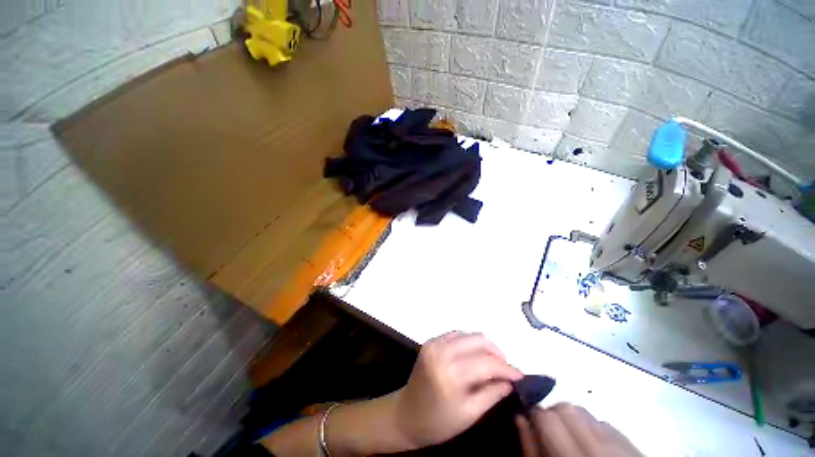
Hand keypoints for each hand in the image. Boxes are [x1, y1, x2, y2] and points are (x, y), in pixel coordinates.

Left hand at [390, 331, 523, 448]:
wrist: (406, 414)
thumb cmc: (438, 422)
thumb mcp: (469, 414)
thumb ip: (492, 394)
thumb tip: (510, 381)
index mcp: (451, 374)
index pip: (487, 363)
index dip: (507, 368)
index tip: (520, 375)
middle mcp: (442, 352)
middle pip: (478, 340)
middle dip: (496, 352)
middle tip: (505, 368)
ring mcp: (434, 343)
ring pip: (467, 334)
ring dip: (483, 345)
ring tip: (491, 362)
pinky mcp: (430, 341)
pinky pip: (455, 334)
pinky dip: (468, 342)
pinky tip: (473, 355)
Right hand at [516, 403, 643, 456]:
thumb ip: (531, 447)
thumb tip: (520, 418)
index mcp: (574, 456)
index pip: (548, 417)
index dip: (536, 415)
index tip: (533, 422)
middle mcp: (599, 446)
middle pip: (566, 408)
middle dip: (554, 414)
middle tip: (552, 431)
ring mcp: (619, 442)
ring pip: (584, 411)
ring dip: (573, 418)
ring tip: (573, 437)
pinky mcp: (630, 441)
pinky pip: (603, 422)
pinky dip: (592, 426)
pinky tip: (592, 443)